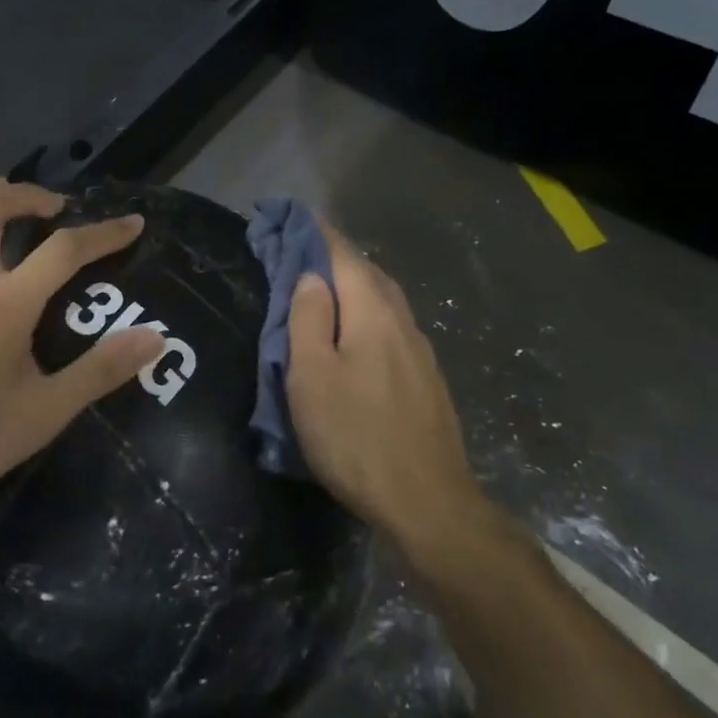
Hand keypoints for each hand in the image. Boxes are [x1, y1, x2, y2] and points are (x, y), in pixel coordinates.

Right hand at [286, 221, 488, 552]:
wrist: (427, 501)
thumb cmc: (355, 437)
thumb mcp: (312, 377)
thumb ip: (309, 320)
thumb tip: (311, 277)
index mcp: (372, 313)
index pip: (342, 255)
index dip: (315, 233)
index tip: (290, 216)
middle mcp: (402, 321)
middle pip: (367, 273)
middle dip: (334, 256)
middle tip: (299, 252)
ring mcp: (420, 351)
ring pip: (383, 301)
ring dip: (353, 285)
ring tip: (324, 287)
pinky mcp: (426, 378)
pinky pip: (392, 327)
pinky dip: (367, 313)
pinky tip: (357, 332)